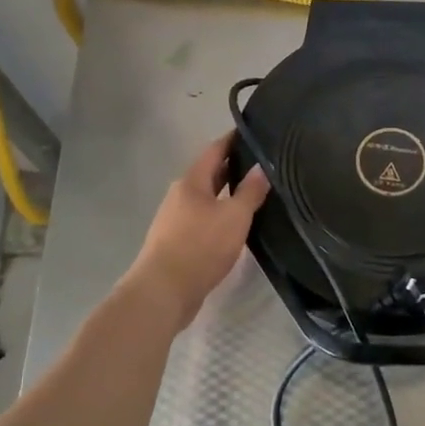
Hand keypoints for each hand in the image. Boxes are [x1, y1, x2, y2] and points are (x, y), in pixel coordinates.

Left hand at [128, 134, 271, 318]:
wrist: (163, 292)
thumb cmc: (200, 247)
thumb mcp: (234, 217)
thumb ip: (250, 191)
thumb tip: (261, 167)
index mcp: (191, 182)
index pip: (214, 150)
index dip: (233, 140)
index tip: (253, 133)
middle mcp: (179, 195)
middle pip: (208, 174)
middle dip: (233, 168)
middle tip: (262, 166)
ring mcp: (174, 220)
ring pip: (206, 199)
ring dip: (226, 195)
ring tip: (254, 196)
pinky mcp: (175, 243)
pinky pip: (202, 220)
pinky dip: (219, 217)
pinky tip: (234, 227)